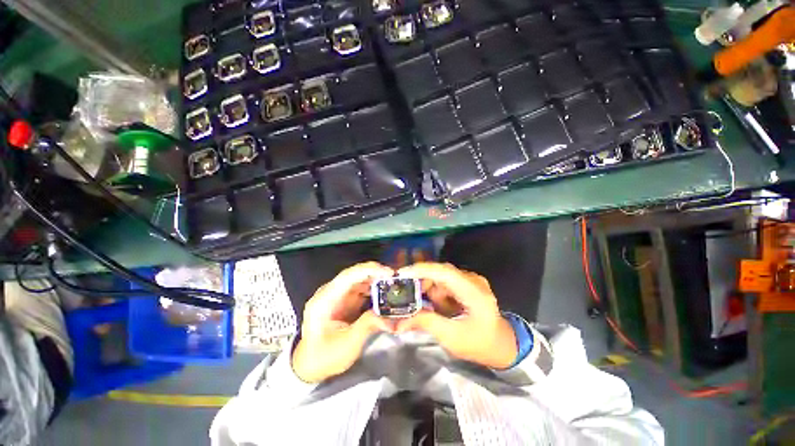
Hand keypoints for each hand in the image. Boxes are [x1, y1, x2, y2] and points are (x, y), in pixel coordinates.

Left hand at [292, 262, 393, 382]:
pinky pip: (360, 288)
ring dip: (376, 280)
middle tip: (395, 278)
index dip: (369, 270)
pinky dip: (373, 288)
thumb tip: (390, 318)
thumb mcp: (347, 344)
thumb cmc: (325, 356)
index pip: (349, 276)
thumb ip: (368, 326)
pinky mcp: (344, 300)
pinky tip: (384, 293)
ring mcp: (337, 295)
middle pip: (355, 274)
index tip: (388, 273)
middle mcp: (330, 291)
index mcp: (325, 299)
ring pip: (359, 279)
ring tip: (393, 284)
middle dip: (376, 273)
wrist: (311, 365)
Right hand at [396, 262, 516, 368]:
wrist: (502, 345)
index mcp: (474, 292)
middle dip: (423, 283)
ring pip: (441, 277)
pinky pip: (446, 282)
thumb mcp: (452, 337)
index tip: (402, 273)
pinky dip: (437, 292)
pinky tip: (437, 306)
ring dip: (430, 290)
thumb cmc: (479, 344)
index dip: (422, 270)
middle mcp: (473, 280)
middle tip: (407, 297)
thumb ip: (426, 323)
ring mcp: (471, 280)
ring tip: (426, 307)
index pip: (445, 272)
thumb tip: (399, 322)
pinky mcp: (467, 283)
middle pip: (441, 272)